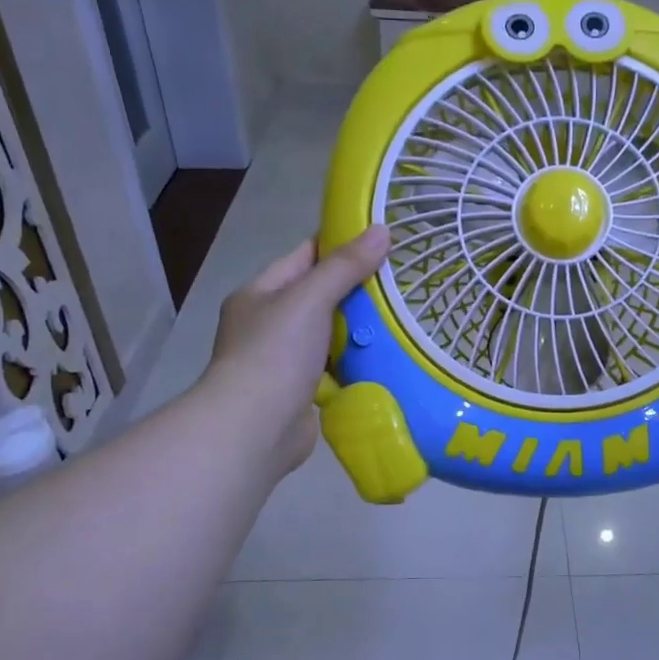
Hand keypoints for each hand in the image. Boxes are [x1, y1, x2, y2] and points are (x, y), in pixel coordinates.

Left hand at [203, 226, 389, 479]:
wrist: (255, 429)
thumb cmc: (275, 354)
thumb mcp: (309, 299)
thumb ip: (345, 267)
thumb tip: (382, 230)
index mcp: (260, 294)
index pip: (303, 257)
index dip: (339, 246)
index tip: (379, 241)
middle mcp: (268, 325)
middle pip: (319, 297)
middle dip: (356, 291)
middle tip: (401, 283)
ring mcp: (283, 361)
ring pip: (329, 335)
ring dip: (358, 330)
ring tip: (403, 320)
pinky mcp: (301, 392)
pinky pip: (334, 369)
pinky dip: (356, 364)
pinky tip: (386, 359)